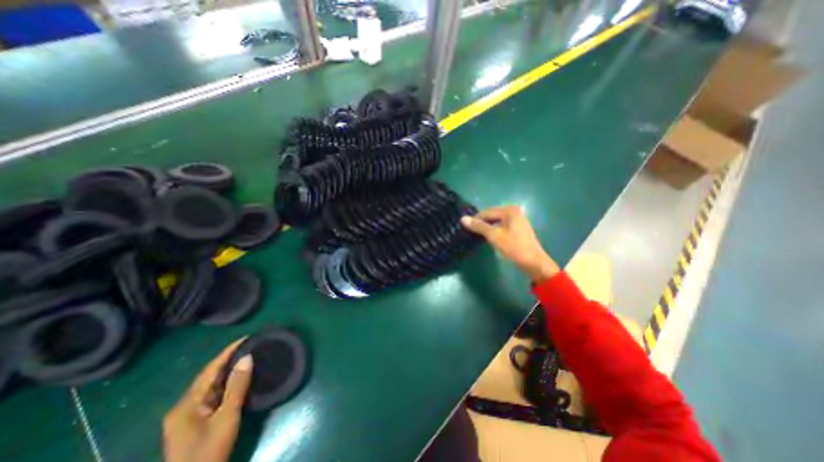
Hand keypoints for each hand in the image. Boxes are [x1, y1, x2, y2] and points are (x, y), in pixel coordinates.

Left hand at [162, 340, 251, 461]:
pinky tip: (239, 378)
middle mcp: (184, 406)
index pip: (210, 370)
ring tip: (248, 356)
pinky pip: (213, 395)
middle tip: (250, 345)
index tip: (246, 338)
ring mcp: (188, 415)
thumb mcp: (227, 417)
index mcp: (186, 404)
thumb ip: (237, 386)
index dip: (228, 352)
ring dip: (228, 371)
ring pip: (211, 386)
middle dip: (228, 359)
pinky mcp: (195, 422)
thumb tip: (247, 358)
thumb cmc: (208, 452)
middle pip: (208, 376)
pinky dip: (227, 384)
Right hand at [457, 205, 560, 283]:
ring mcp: (518, 220)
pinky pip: (502, 225)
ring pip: (497, 221)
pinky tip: (490, 237)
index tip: (465, 228)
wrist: (533, 262)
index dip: (475, 219)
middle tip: (471, 232)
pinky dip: (495, 230)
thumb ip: (479, 226)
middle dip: (482, 223)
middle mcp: (514, 211)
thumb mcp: (494, 236)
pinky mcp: (518, 228)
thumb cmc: (513, 247)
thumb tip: (463, 219)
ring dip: (488, 227)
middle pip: (492, 215)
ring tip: (479, 235)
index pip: (487, 212)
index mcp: (509, 210)